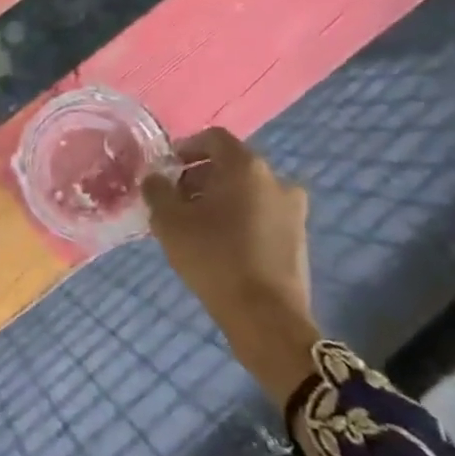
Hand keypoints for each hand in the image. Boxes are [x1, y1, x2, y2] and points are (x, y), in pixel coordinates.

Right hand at [142, 129, 320, 407]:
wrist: (265, 316)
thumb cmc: (213, 257)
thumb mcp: (169, 220)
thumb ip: (157, 189)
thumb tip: (156, 178)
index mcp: (246, 167)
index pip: (214, 138)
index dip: (186, 148)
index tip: (166, 169)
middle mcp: (276, 180)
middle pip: (231, 165)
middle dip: (199, 177)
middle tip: (174, 200)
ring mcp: (293, 210)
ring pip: (247, 191)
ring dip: (219, 199)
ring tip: (194, 225)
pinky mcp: (298, 238)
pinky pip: (261, 214)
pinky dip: (238, 218)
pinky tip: (218, 243)